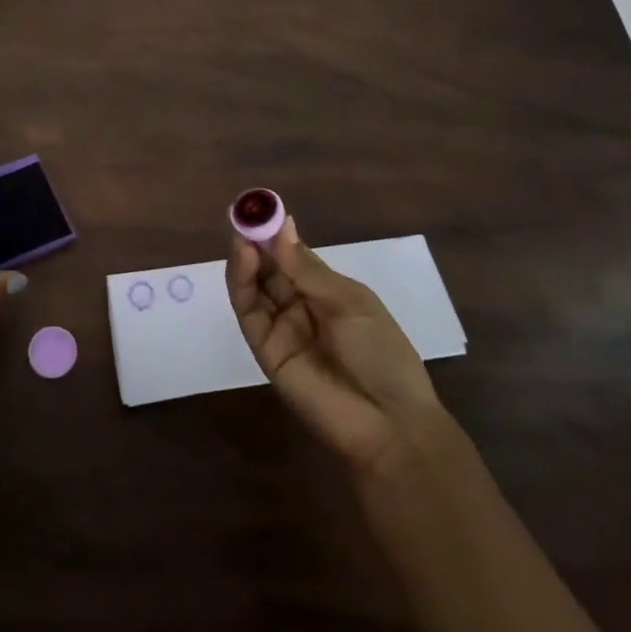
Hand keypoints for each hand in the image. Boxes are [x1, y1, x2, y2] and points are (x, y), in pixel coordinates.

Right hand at [227, 216, 443, 473]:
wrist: (389, 423)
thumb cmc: (381, 353)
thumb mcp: (350, 302)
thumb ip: (308, 269)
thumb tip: (282, 226)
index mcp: (328, 292)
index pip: (293, 256)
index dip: (277, 234)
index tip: (262, 208)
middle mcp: (301, 306)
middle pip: (269, 269)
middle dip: (256, 242)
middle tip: (244, 216)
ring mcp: (282, 329)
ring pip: (255, 287)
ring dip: (245, 259)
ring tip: (241, 234)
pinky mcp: (266, 351)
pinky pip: (250, 313)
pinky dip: (242, 284)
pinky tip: (243, 259)